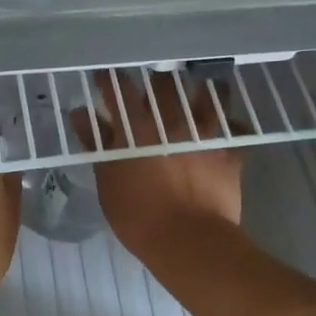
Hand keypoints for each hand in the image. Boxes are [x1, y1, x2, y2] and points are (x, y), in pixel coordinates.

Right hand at [78, 71, 243, 265]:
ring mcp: (203, 132)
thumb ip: (96, 143)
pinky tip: (228, 121)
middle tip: (152, 81)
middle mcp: (170, 120)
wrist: (189, 241)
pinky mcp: (228, 149)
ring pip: (203, 94)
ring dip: (196, 88)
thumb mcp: (107, 181)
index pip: (119, 89)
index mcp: (136, 127)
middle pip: (162, 84)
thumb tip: (81, 113)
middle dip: (155, 80)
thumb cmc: (138, 216)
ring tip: (195, 85)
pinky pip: (235, 125)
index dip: (111, 79)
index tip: (107, 74)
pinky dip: (230, 122)